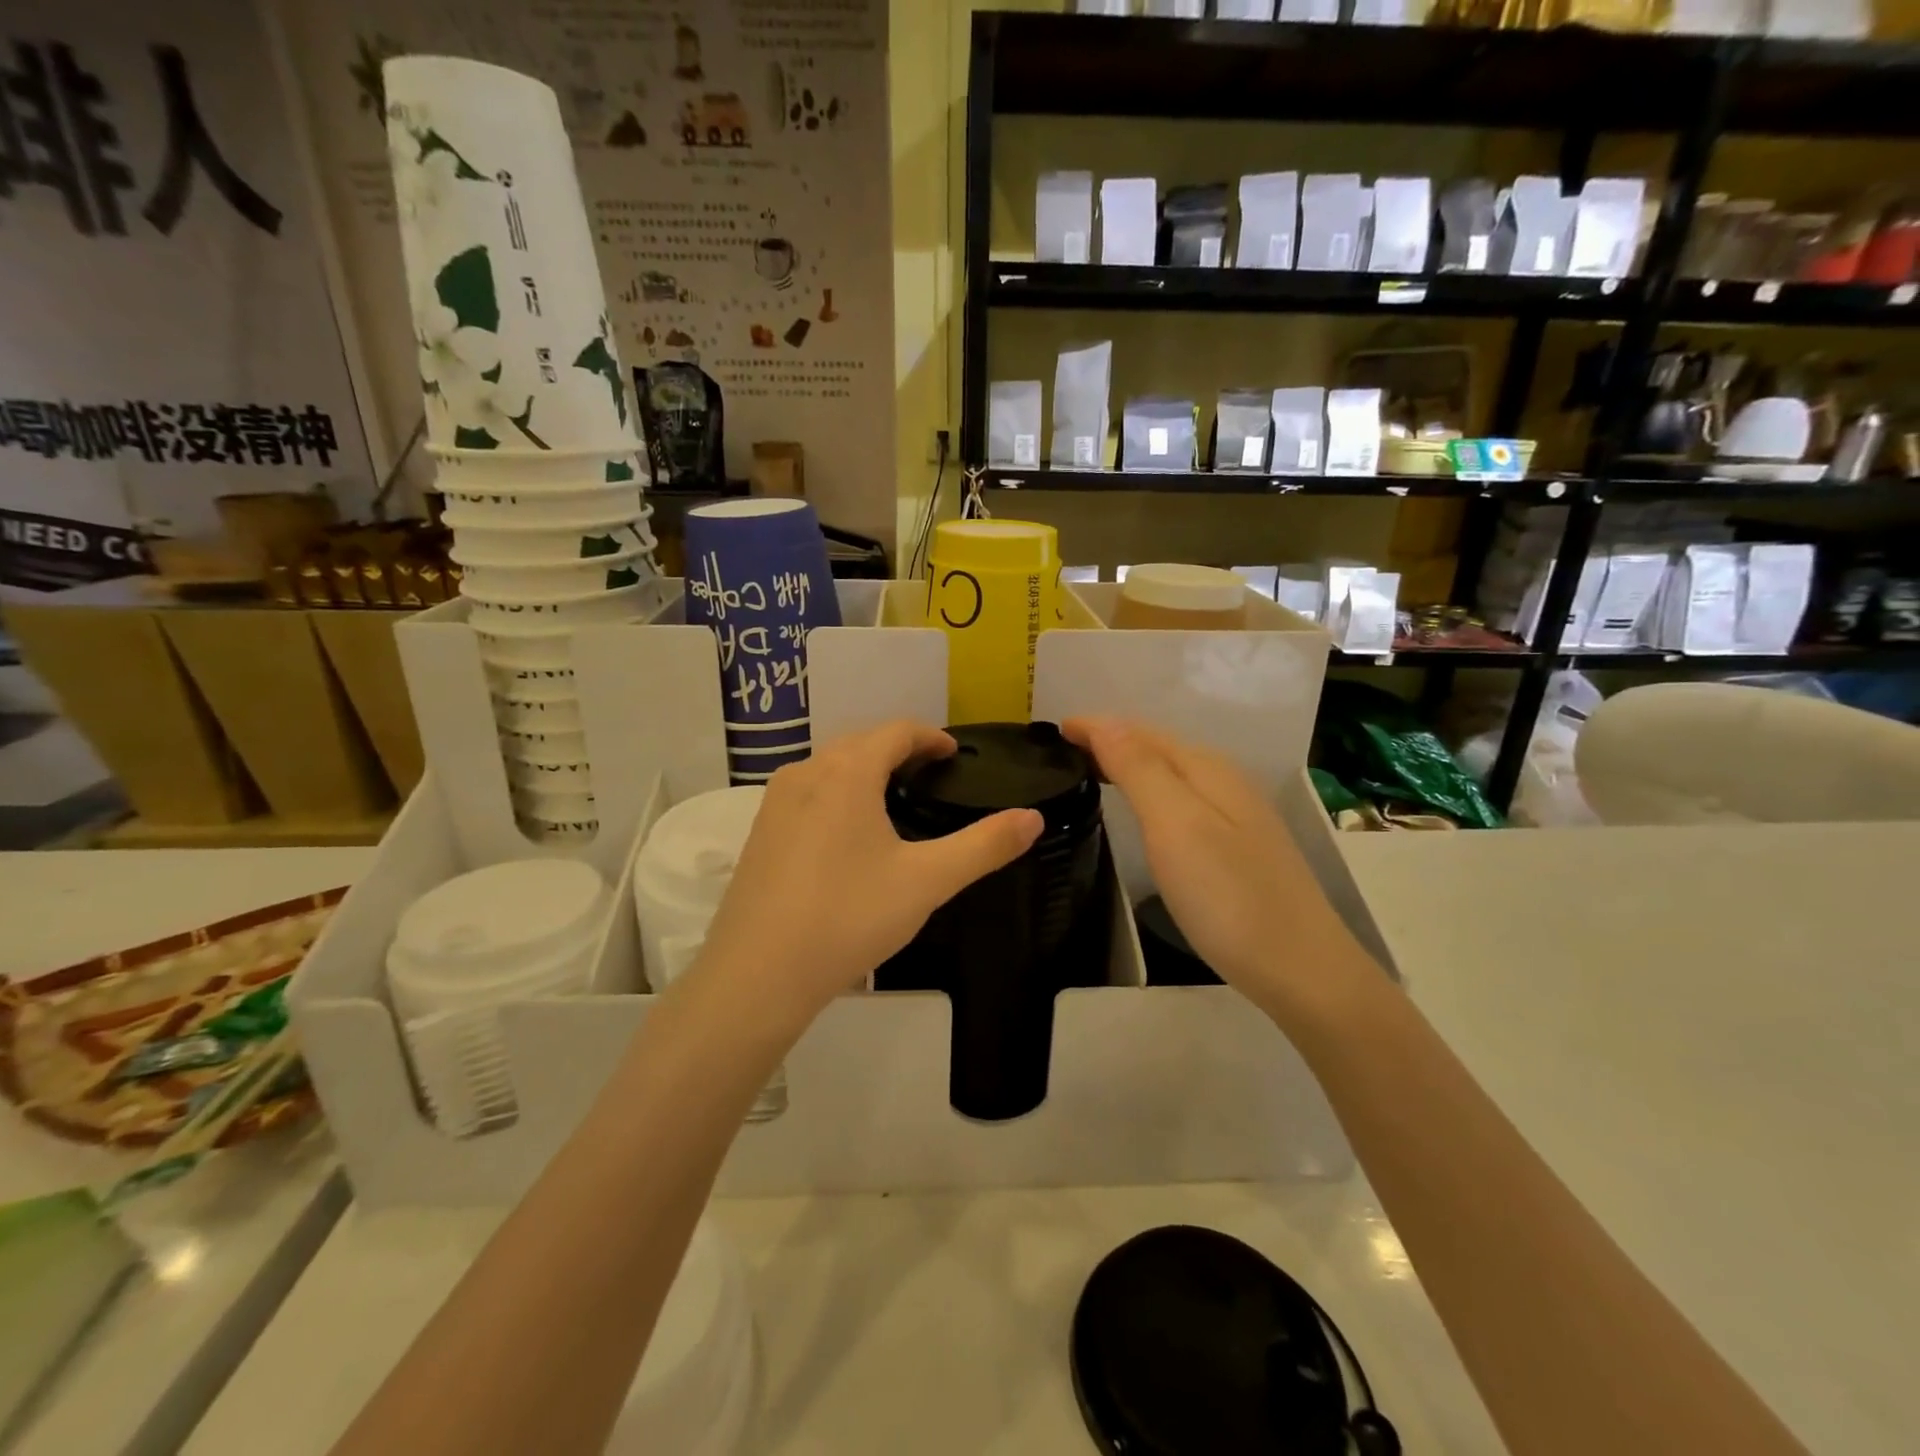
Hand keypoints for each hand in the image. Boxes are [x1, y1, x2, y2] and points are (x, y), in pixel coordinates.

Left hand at [692, 722, 1043, 1034]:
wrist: (758, 973)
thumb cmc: (849, 917)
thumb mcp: (927, 882)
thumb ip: (984, 846)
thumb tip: (1034, 818)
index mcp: (847, 773)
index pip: (896, 731)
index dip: (930, 736)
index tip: (954, 754)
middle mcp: (807, 773)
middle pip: (861, 742)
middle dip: (899, 749)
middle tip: (931, 774)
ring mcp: (775, 801)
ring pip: (830, 766)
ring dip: (864, 769)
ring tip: (893, 797)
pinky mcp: (759, 831)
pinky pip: (807, 792)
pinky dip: (836, 792)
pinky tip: (847, 832)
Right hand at [1063, 717, 1368, 1016]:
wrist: (1301, 969)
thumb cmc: (1228, 896)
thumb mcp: (1175, 825)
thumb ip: (1140, 769)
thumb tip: (1104, 722)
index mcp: (1206, 769)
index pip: (1140, 732)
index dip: (1097, 726)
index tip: (1055, 729)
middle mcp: (1224, 781)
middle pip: (1159, 747)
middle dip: (1112, 739)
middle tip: (1065, 749)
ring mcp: (1236, 815)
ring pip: (1172, 773)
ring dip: (1131, 764)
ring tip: (1092, 771)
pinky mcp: (1238, 847)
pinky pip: (1182, 799)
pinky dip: (1150, 791)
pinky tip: (1143, 810)